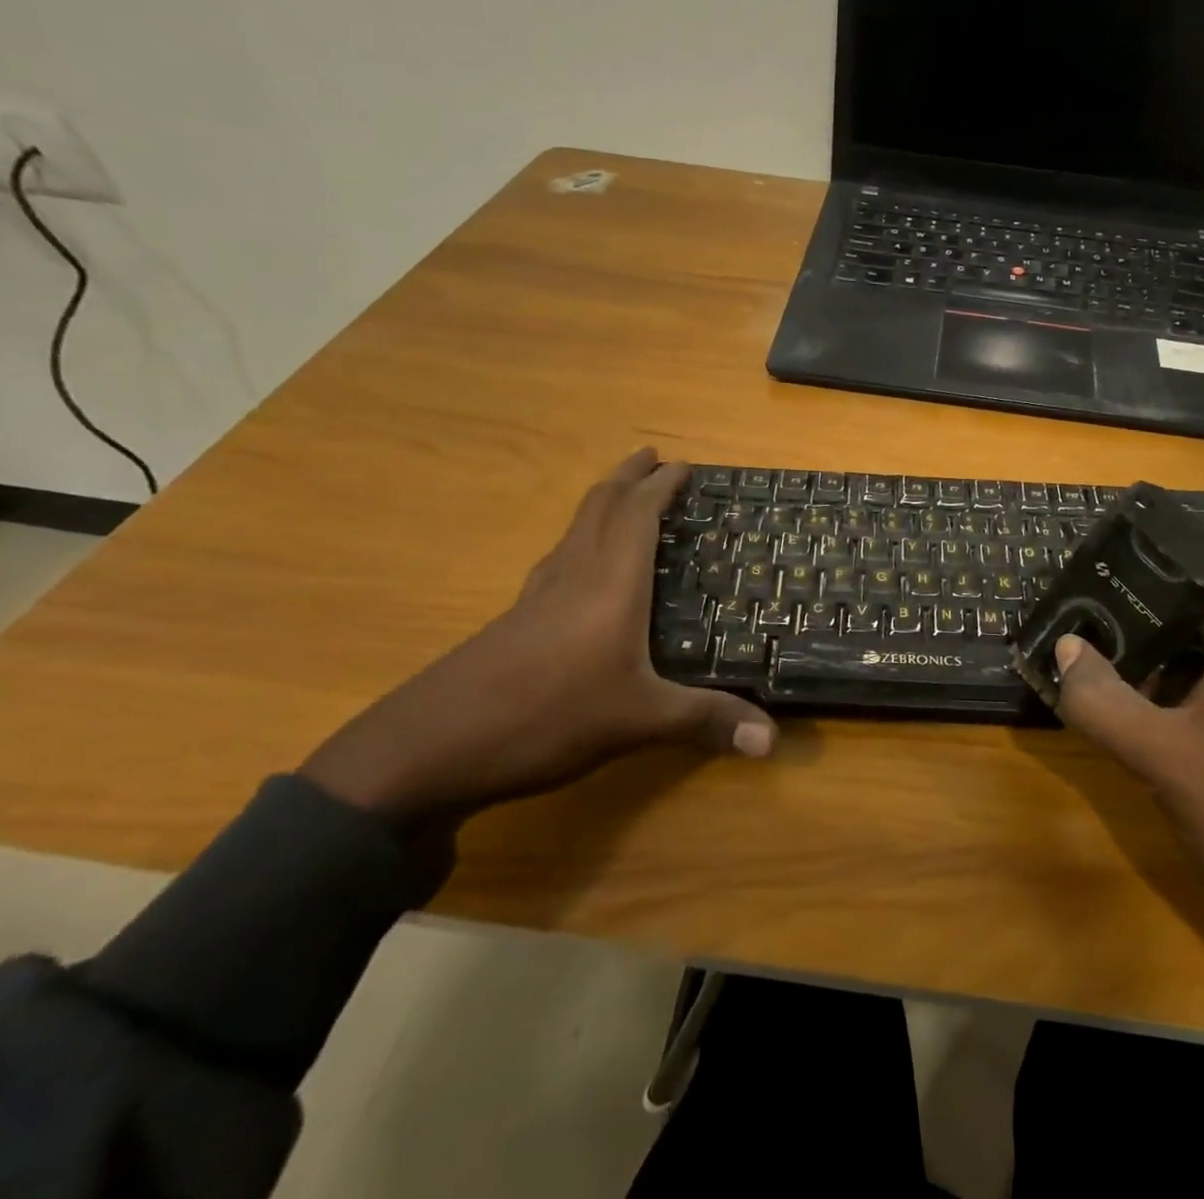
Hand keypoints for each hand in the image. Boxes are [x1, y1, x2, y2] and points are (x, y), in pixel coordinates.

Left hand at [302, 449, 776, 823]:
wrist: (431, 746)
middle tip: (652, 457)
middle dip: (627, 476)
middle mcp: (574, 576)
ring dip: (602, 503)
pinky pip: (558, 559)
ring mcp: (538, 596)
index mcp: (610, 583)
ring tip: (624, 498)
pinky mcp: (515, 620)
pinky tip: (579, 567)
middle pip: (600, 507)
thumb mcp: (638, 721)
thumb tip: (772, 743)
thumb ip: (706, 722)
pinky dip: (580, 540)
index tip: (683, 463)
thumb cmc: (547, 715)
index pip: (638, 515)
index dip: (661, 486)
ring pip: (574, 530)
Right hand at [1052, 589, 1203, 1033]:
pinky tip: (1170, 721)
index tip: (1095, 601)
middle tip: (1097, 642)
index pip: (1196, 579)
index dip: (1142, 586)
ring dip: (1176, 663)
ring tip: (1122, 679)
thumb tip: (1065, 647)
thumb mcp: (1157, 754)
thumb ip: (1099, 697)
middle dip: (1151, 629)